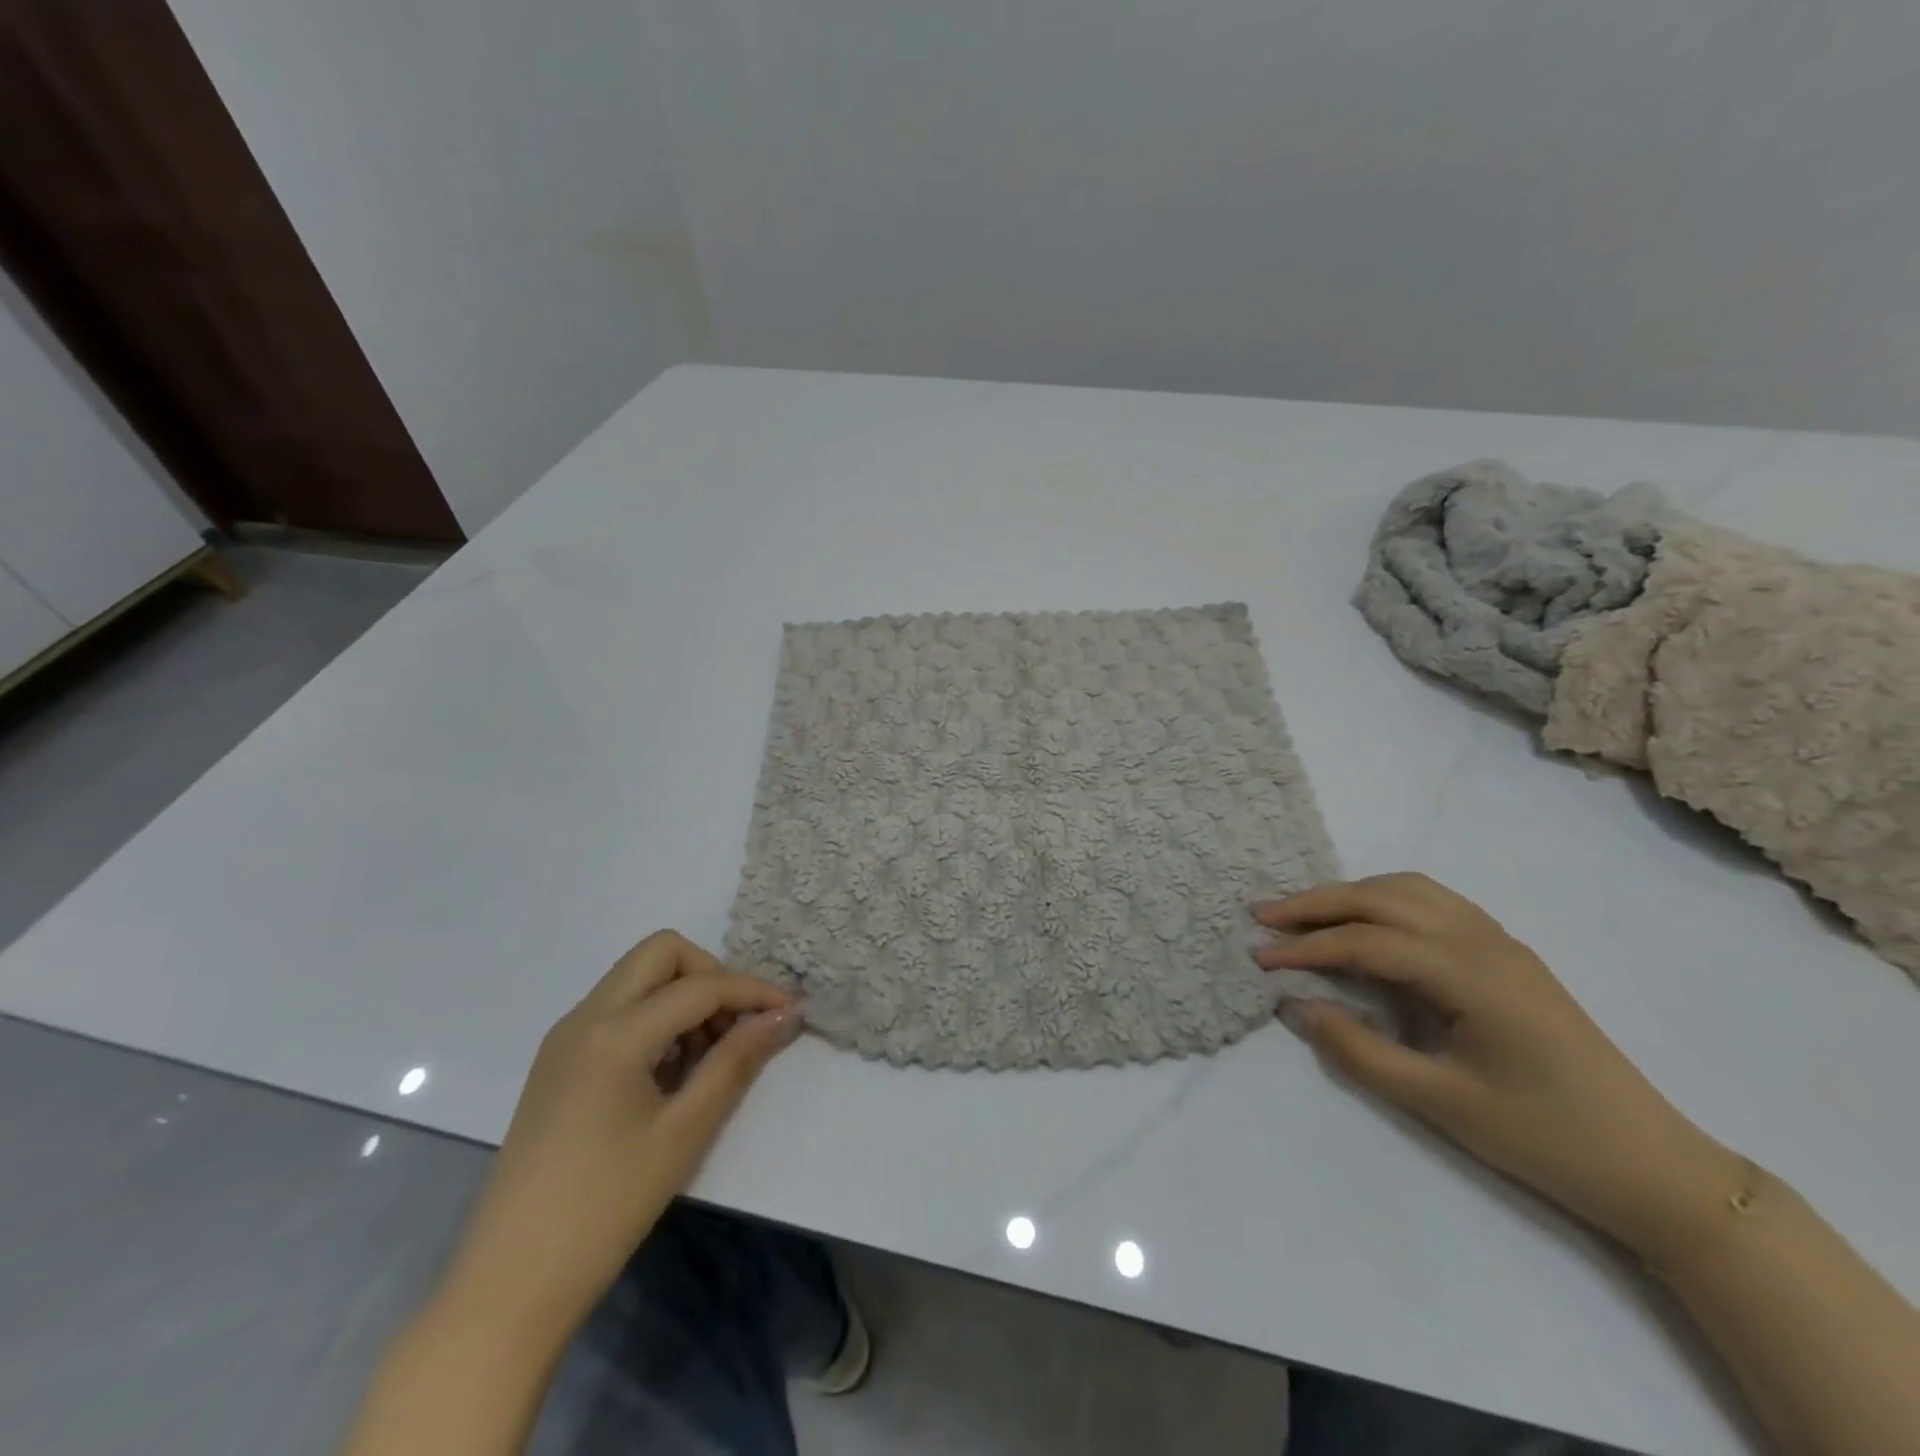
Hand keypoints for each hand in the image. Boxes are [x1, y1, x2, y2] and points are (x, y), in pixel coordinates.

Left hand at [435, 931, 801, 1342]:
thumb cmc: (606, 1208)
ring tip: (707, 1056)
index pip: (700, 986)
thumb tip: (783, 1016)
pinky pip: (617, 1008)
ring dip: (682, 995)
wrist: (508, 1285)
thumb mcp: (685, 1132)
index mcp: (614, 1033)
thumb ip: (737, 1061)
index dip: (753, 991)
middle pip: (661, 952)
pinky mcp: (558, 1061)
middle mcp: (584, 1017)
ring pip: (637, 976)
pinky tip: (670, 1071)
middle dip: (711, 975)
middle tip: (737, 1025)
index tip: (791, 1011)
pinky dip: (654, 1017)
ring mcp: (565, 1037)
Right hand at [1254, 874, 1740, 1264]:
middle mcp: (1483, 940)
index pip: (1367, 941)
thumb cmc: (1545, 1138)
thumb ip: (1358, 1049)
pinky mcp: (1508, 956)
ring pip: (1409, 891)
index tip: (1259, 957)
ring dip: (1351, 895)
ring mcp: (1500, 943)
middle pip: (1382, 899)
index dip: (1306, 947)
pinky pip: (1435, 904)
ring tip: (1305, 914)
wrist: (1655, 1168)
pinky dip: (1386, 901)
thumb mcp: (1440, 1103)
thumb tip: (1296, 1006)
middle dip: (1316, 903)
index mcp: (1471, 973)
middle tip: (1263, 914)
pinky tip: (1367, 923)